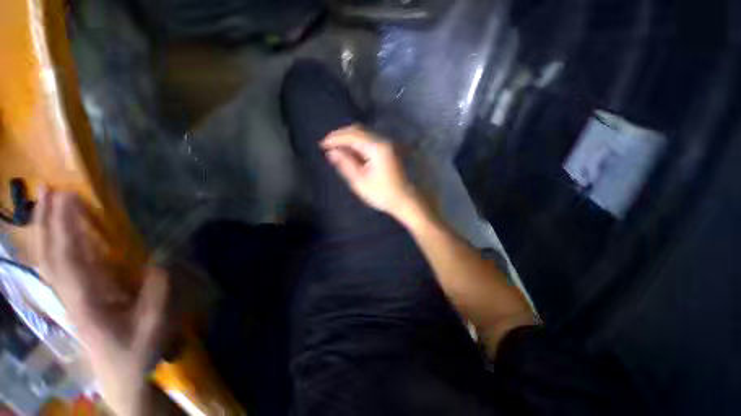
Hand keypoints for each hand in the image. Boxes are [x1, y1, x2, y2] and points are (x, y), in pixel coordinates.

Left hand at [34, 190, 167, 415]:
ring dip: (45, 231)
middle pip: (50, 254)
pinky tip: (55, 235)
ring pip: (47, 261)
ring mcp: (68, 297)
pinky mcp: (73, 299)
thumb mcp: (155, 323)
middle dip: (48, 222)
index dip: (67, 227)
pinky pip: (56, 268)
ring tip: (47, 204)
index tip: (71, 198)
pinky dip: (51, 247)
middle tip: (51, 189)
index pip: (70, 258)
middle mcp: (70, 295)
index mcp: (87, 300)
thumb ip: (158, 291)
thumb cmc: (137, 349)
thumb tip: (163, 257)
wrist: (120, 375)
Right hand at [321, 125, 420, 217]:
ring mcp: (388, 144)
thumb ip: (346, 164)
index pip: (352, 135)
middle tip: (328, 145)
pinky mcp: (390, 150)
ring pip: (364, 134)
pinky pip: (370, 141)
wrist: (406, 200)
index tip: (322, 145)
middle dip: (341, 135)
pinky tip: (351, 153)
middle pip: (358, 130)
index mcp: (377, 148)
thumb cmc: (383, 194)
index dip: (335, 138)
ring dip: (349, 139)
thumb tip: (332, 152)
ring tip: (337, 149)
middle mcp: (383, 141)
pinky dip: (358, 144)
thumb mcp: (360, 182)